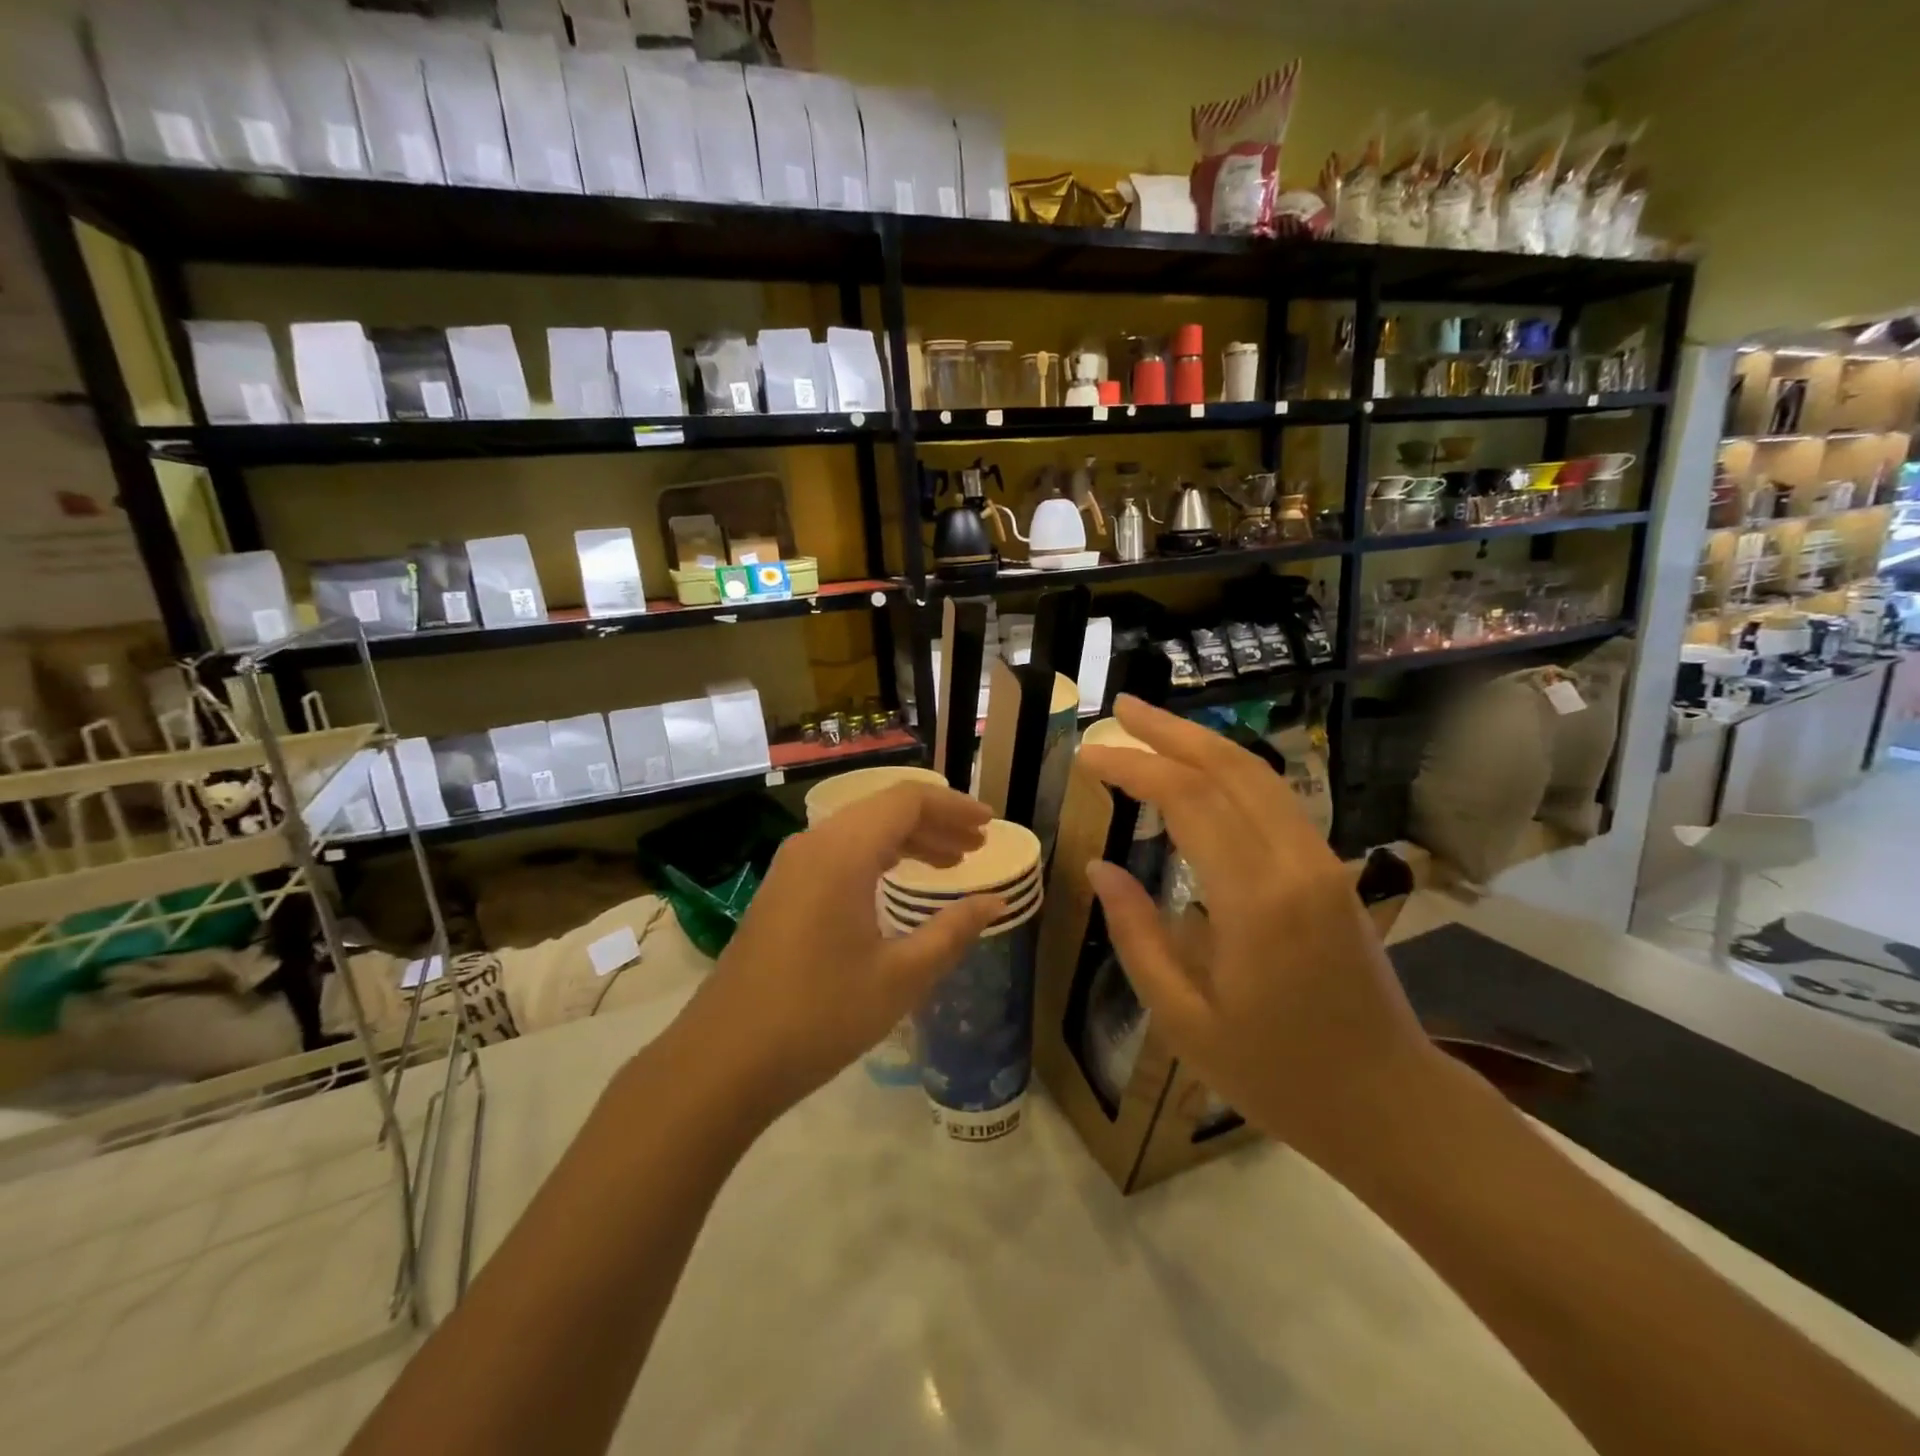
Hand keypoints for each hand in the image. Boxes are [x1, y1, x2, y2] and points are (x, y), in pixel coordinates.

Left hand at [680, 783, 1004, 1122]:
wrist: (724, 1060)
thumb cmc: (820, 1015)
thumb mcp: (900, 976)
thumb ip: (953, 931)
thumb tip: (994, 901)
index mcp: (843, 851)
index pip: (907, 800)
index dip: (953, 806)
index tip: (989, 825)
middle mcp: (814, 844)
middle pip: (883, 810)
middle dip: (935, 822)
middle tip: (976, 845)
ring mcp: (791, 867)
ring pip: (860, 831)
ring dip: (907, 840)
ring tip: (949, 862)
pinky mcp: (781, 891)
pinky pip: (838, 853)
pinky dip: (877, 857)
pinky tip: (897, 881)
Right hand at [1078, 697, 1435, 1160]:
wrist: (1389, 1103)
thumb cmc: (1277, 1075)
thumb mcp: (1184, 1019)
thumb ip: (1137, 934)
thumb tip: (1099, 867)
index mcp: (1256, 901)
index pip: (1188, 800)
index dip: (1134, 767)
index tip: (1088, 755)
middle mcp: (1295, 863)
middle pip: (1229, 768)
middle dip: (1170, 731)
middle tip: (1120, 710)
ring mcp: (1321, 862)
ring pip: (1258, 777)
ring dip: (1202, 743)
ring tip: (1150, 727)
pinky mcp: (1330, 871)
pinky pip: (1275, 801)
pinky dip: (1229, 773)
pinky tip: (1198, 774)